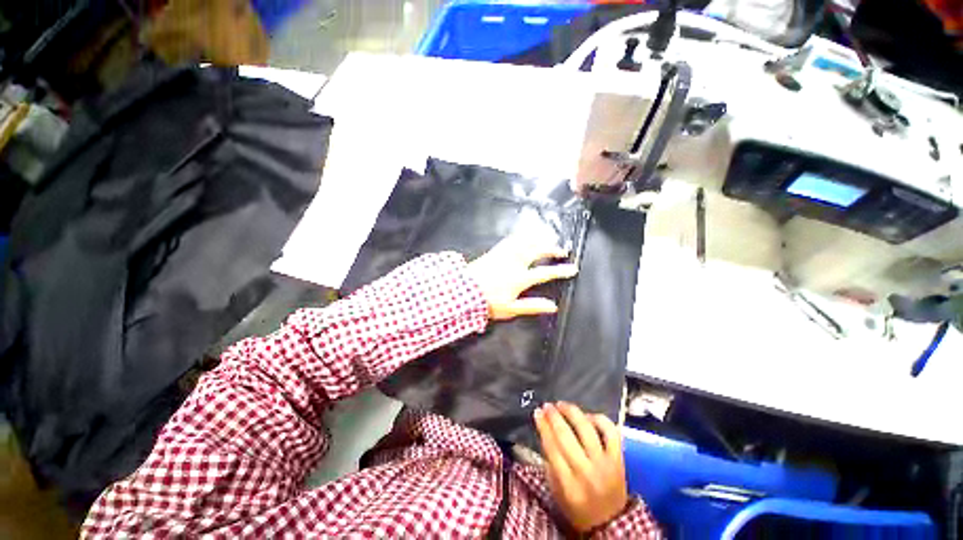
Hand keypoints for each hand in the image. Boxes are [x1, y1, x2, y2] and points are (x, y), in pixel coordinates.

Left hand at [466, 236, 577, 320]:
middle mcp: (515, 263)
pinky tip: (524, 235)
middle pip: (537, 251)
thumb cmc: (488, 302)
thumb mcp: (511, 309)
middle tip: (562, 250)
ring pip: (525, 242)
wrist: (465, 290)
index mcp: (520, 278)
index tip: (573, 268)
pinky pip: (511, 239)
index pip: (545, 273)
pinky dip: (521, 236)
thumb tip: (552, 306)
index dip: (561, 270)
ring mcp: (505, 255)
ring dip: (539, 239)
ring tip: (548, 237)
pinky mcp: (496, 251)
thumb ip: (532, 306)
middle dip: (552, 249)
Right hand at [535, 402, 628, 532]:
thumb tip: (545, 432)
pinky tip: (588, 416)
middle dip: (553, 416)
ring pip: (587, 429)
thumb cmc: (578, 509)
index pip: (552, 448)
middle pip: (566, 436)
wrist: (611, 524)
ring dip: (572, 412)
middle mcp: (587, 473)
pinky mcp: (619, 459)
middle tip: (547, 406)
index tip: (537, 412)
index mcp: (569, 485)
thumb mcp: (557, 492)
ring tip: (562, 405)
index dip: (543, 426)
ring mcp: (605, 464)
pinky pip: (610, 432)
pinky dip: (599, 419)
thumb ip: (551, 464)